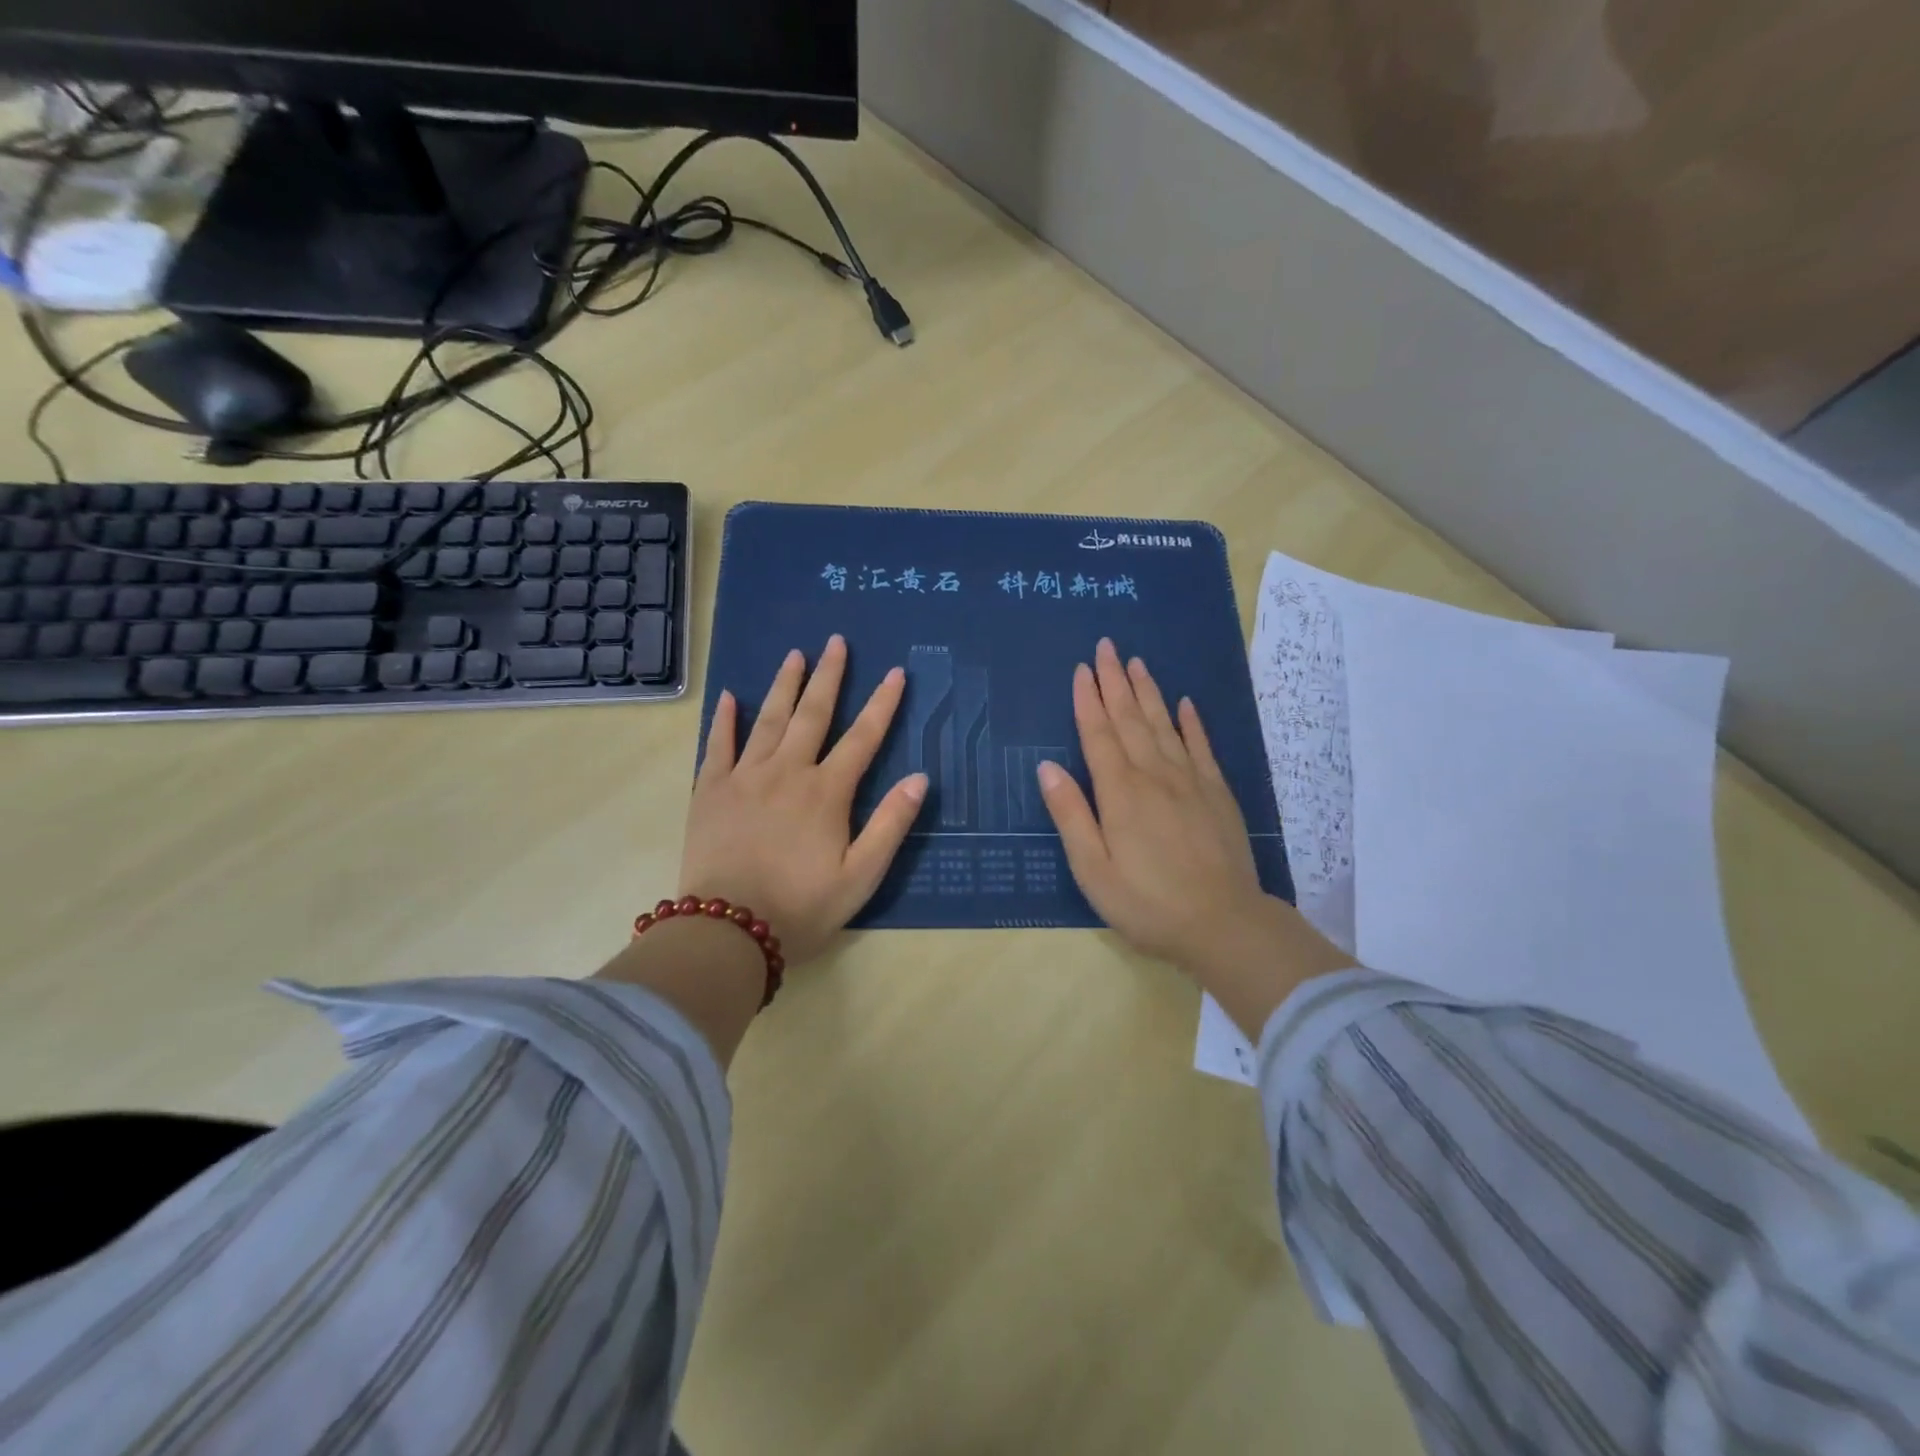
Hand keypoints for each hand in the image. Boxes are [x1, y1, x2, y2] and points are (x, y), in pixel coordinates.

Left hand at [679, 635, 927, 967]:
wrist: (727, 931)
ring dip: (783, 685)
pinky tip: (730, 697)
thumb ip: (890, 824)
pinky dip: (725, 720)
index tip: (895, 673)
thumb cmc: (802, 908)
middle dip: (829, 676)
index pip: (862, 738)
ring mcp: (744, 778)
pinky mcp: (710, 792)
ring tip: (795, 655)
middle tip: (836, 642)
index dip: (882, 704)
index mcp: (826, 792)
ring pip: (768, 720)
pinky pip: (718, 746)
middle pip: (812, 714)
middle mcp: (787, 772)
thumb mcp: (861, 876)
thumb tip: (919, 778)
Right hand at [1038, 639, 1352, 1031]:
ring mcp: (1190, 781)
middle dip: (1115, 681)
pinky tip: (1185, 704)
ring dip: (1148, 692)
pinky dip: (1191, 722)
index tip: (1082, 669)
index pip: (1099, 735)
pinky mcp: (1217, 793)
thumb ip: (1071, 815)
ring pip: (1164, 725)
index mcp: (1120, 793)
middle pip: (1130, 719)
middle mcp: (1154, 775)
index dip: (1088, 701)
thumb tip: (1047, 767)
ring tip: (1137, 662)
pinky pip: (1201, 747)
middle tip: (1107, 646)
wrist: (1223, 924)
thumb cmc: (1147, 903)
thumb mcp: (1093, 869)